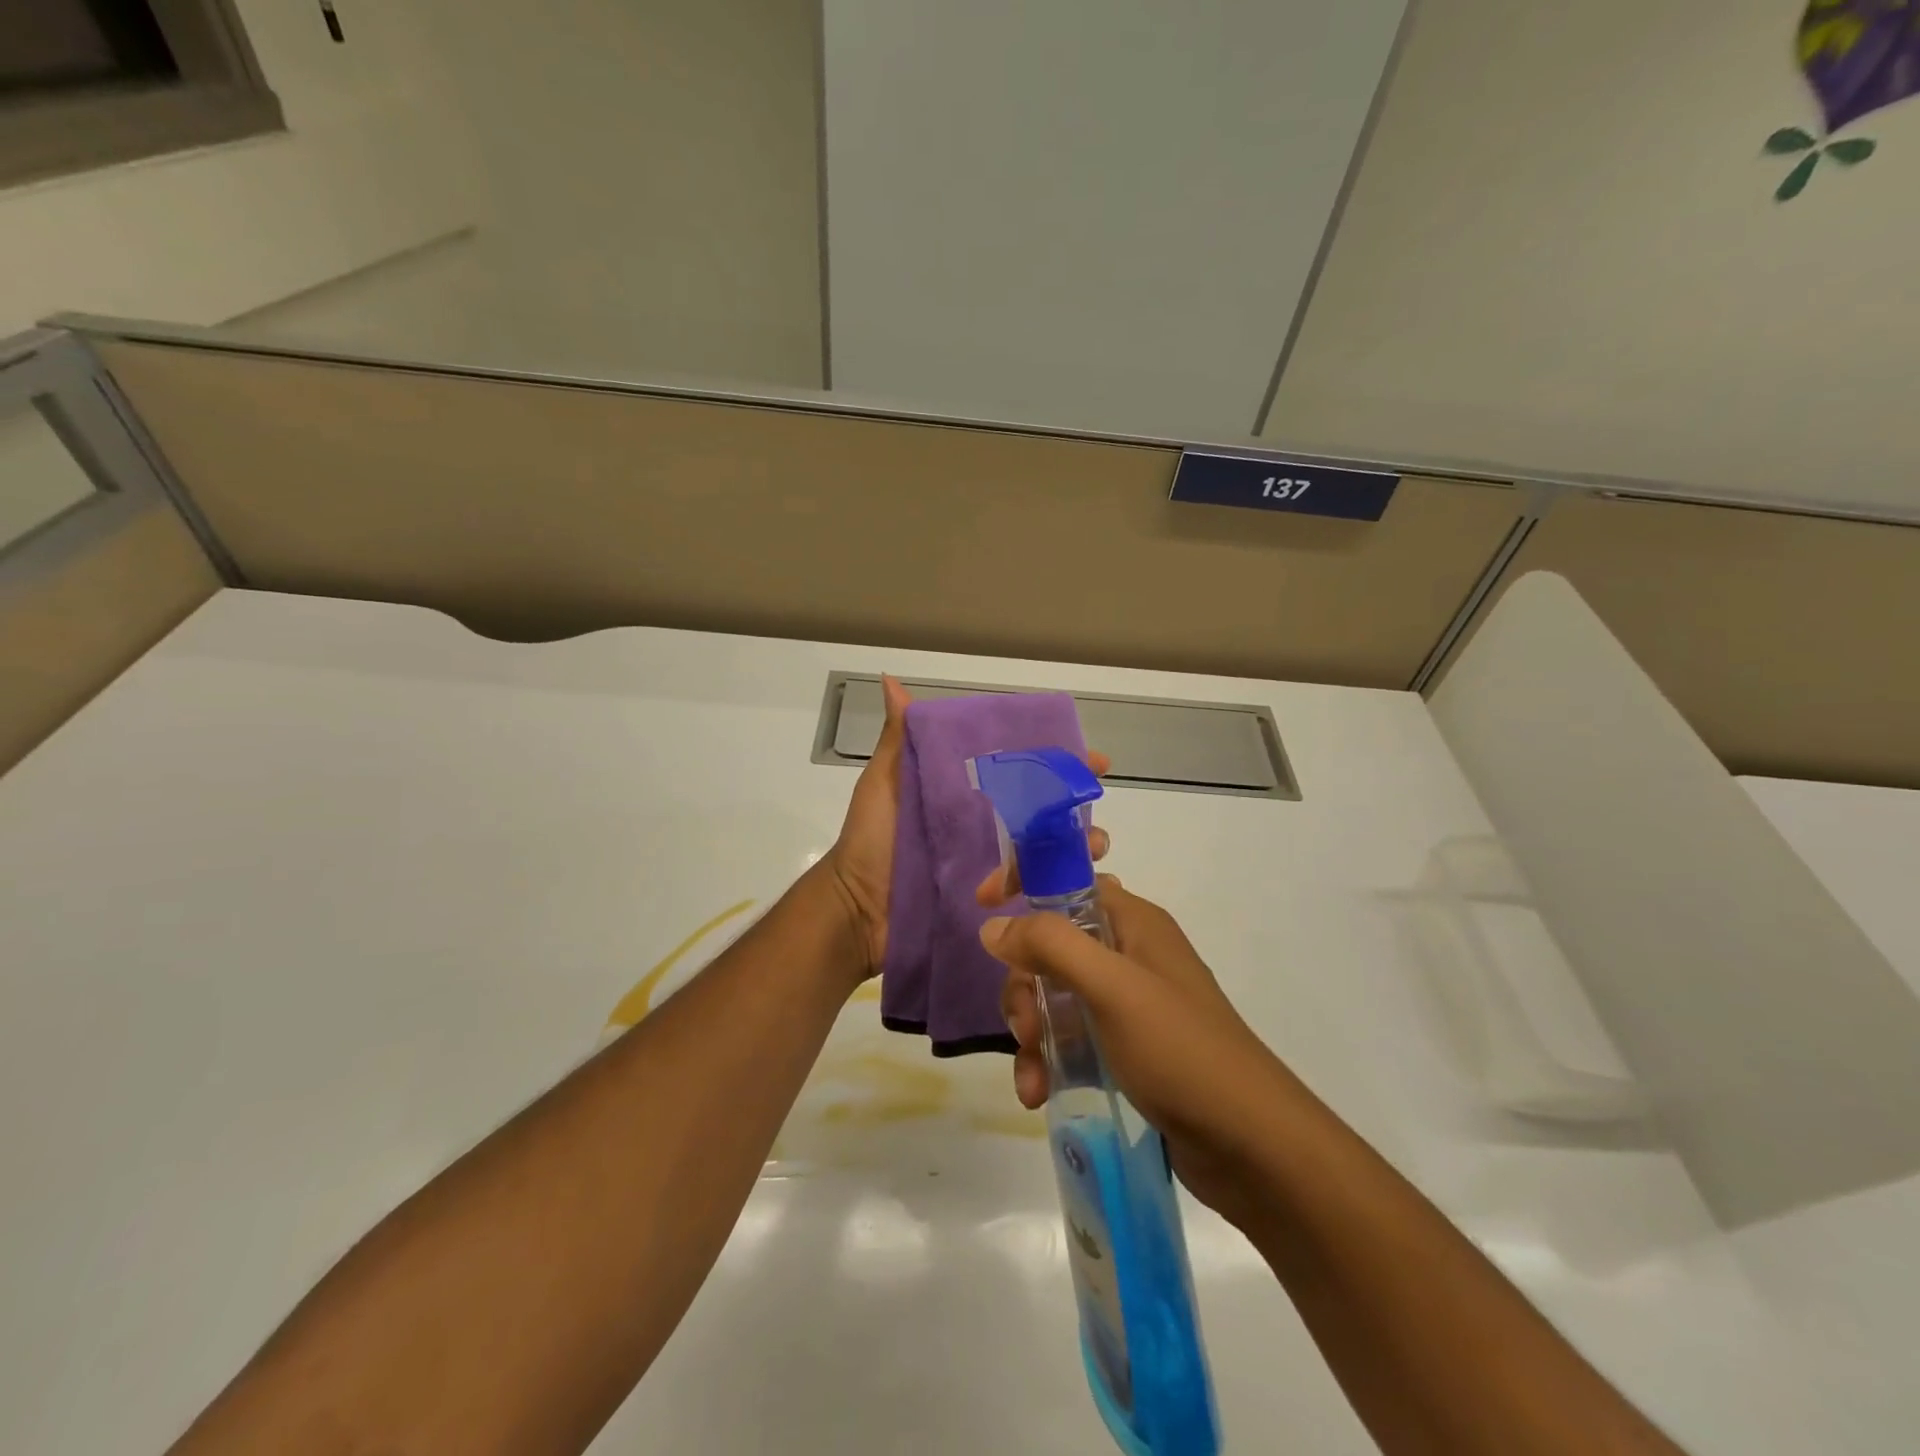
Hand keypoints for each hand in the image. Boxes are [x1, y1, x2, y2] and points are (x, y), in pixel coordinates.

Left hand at [824, 676, 1111, 986]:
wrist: (857, 909)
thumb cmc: (871, 841)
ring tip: (1092, 852)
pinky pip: (1037, 892)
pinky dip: (1067, 888)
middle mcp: (988, 824)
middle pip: (1047, 811)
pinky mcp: (995, 899)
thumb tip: (890, 681)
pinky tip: (1092, 887)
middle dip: (1080, 810)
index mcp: (969, 792)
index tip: (1094, 759)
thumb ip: (898, 739)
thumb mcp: (884, 784)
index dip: (1060, 762)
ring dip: (1080, 849)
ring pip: (1050, 851)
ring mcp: (994, 864)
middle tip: (1096, 816)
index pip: (1024, 770)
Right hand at [977, 874, 1288, 1223]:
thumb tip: (995, 926)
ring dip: (1032, 1029)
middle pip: (1052, 945)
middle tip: (1024, 1025)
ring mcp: (1128, 1004)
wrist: (1250, 1145)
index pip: (1068, 879)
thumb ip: (1050, 946)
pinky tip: (1038, 1094)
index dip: (1024, 881)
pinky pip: (1070, 1038)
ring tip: (1032, 1073)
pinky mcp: (1126, 1049)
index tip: (984, 904)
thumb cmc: (1181, 1050)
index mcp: (1133, 922)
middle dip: (1025, 983)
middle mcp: (1129, 954)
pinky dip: (1048, 1059)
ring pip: (1055, 995)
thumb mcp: (1111, 989)